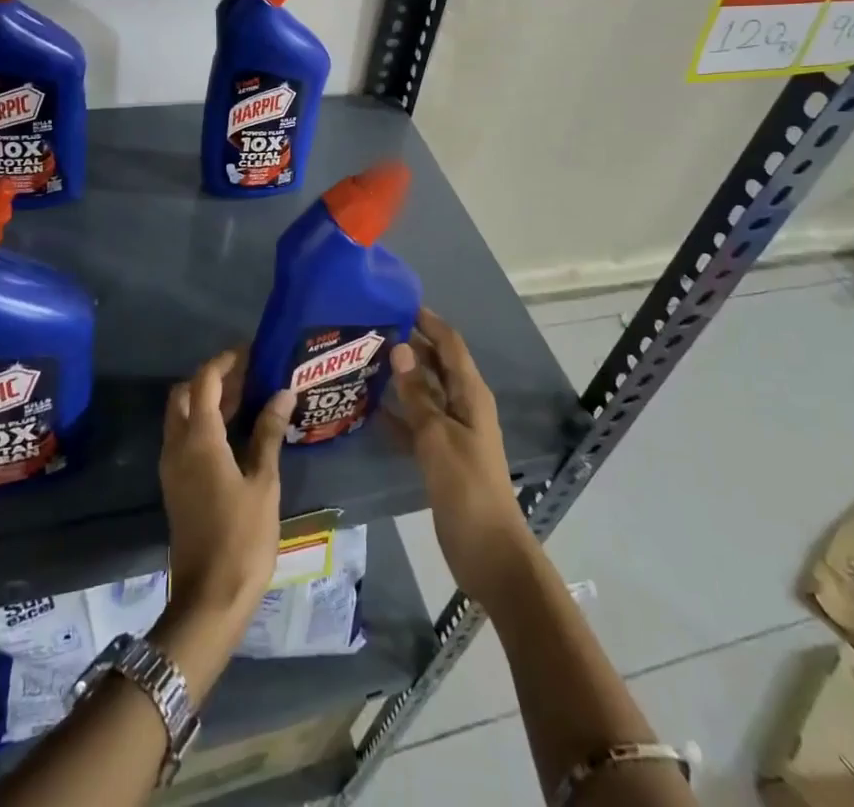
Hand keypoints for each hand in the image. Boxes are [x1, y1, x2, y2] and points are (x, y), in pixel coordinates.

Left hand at [159, 350, 292, 636]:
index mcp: (199, 439)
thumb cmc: (242, 538)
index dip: (225, 361)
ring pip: (180, 416)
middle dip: (212, 379)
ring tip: (247, 398)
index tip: (251, 352)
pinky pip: (183, 437)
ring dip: (207, 401)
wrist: (209, 599)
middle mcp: (177, 445)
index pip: (204, 381)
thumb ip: (268, 433)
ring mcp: (172, 466)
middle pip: (185, 393)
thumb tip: (282, 392)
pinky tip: (234, 432)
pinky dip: (202, 423)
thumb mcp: (263, 483)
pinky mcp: (174, 484)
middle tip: (248, 376)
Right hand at [388, 310, 535, 600]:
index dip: (429, 321)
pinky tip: (370, 409)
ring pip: (424, 393)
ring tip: (365, 362)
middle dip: (410, 345)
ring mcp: (452, 430)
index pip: (450, 344)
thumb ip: (417, 394)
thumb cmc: (465, 486)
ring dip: (401, 378)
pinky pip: (417, 423)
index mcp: (470, 394)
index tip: (398, 303)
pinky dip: (398, 413)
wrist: (487, 550)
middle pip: (436, 365)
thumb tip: (401, 349)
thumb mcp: (437, 436)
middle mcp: (463, 405)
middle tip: (372, 330)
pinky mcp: (441, 455)